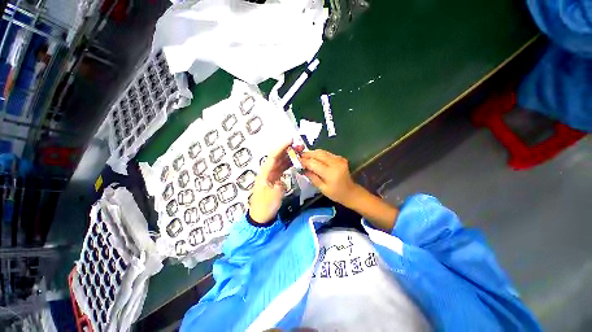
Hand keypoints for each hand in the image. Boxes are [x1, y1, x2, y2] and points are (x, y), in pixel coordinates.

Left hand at [249, 140, 302, 223]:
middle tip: (300, 146)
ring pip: (280, 162)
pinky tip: (295, 162)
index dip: (281, 147)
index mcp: (265, 174)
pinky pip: (282, 168)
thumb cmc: (265, 207)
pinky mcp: (275, 179)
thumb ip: (278, 186)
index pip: (273, 157)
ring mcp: (271, 175)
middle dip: (287, 149)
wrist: (260, 217)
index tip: (291, 140)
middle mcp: (267, 172)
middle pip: (277, 157)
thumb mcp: (272, 197)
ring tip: (300, 152)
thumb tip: (281, 180)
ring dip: (289, 156)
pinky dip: (288, 164)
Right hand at [300, 150, 359, 205]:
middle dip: (308, 154)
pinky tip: (314, 158)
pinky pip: (327, 153)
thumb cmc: (336, 194)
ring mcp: (339, 159)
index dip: (304, 161)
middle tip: (299, 156)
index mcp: (331, 173)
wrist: (351, 192)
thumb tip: (302, 169)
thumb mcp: (322, 188)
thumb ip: (312, 177)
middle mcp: (336, 163)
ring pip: (322, 152)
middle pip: (318, 154)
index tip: (297, 161)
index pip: (314, 163)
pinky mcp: (340, 158)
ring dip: (313, 153)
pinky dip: (319, 154)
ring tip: (305, 156)